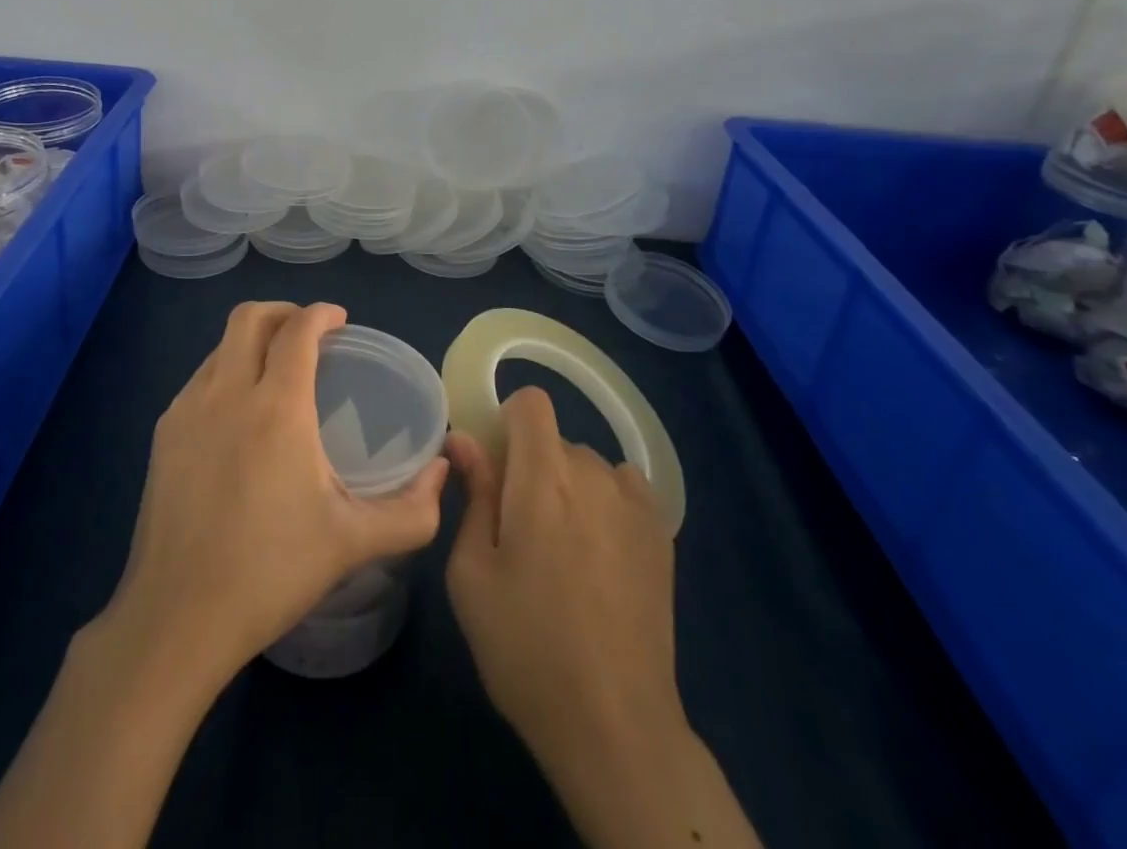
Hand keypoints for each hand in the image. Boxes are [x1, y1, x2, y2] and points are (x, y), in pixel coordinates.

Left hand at [100, 301, 450, 693]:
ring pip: (221, 346)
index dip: (321, 314)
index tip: (340, 321)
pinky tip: (240, 414)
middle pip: (250, 317)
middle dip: (283, 312)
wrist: (177, 618)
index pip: (297, 330)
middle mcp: (227, 393)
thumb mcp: (354, 543)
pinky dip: (226, 371)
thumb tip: (442, 472)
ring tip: (276, 372)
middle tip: (309, 335)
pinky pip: (200, 378)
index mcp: (277, 407)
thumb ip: (412, 510)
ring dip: (252, 341)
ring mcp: (187, 410)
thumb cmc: (271, 573)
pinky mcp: (163, 434)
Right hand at [448, 388, 758, 848]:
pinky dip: (605, 505)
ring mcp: (634, 504)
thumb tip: (464, 439)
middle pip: (555, 441)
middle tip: (519, 531)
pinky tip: (600, 559)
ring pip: (588, 467)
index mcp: (543, 477)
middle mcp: (594, 474)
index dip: (507, 423)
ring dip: (569, 489)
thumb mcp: (471, 573)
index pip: (531, 402)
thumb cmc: (525, 646)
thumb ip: (473, 494)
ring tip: (563, 555)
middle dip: (531, 468)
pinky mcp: (662, 534)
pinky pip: (623, 490)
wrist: (614, 724)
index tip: (494, 469)